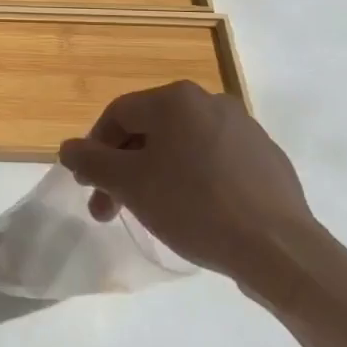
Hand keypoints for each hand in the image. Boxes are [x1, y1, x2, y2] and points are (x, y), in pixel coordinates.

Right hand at [57, 82, 317, 302]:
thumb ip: (92, 162)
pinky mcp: (266, 157)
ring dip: (155, 175)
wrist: (279, 248)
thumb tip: (67, 148)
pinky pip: (214, 161)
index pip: (117, 114)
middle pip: (149, 130)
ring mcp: (243, 128)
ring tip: (151, 214)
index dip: (94, 149)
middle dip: (123, 169)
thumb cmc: (195, 206)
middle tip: (110, 210)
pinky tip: (194, 213)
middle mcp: (210, 101)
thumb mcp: (131, 185)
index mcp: (175, 99)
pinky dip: (193, 180)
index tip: (88, 187)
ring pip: (181, 146)